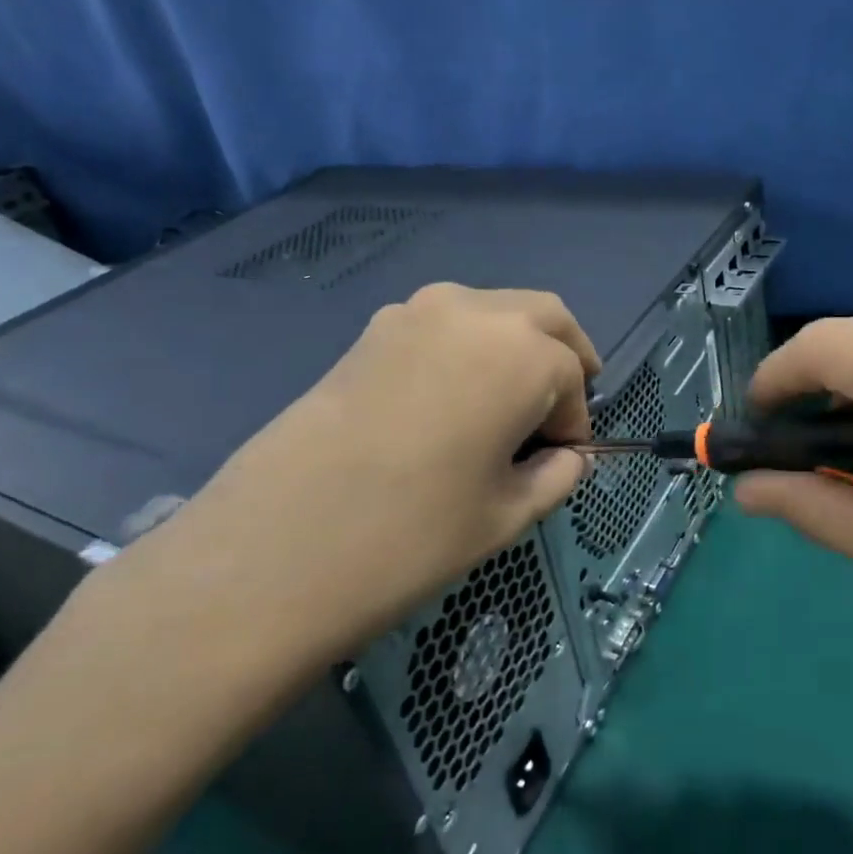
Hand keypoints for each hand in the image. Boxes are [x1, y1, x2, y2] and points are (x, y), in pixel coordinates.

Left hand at [90, 284, 599, 715]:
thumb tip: (567, 457)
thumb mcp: (506, 515)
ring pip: (492, 311)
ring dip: (514, 344)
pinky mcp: (374, 329)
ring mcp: (417, 312)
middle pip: (543, 316)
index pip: (572, 375)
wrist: (278, 542)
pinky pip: (444, 323)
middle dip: (563, 356)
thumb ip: (555, 476)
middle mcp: (475, 312)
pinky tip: (450, 398)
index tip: (563, 458)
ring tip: (504, 403)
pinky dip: (468, 346)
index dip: (575, 420)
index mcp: (522, 353)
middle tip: (558, 408)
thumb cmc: (413, 534)